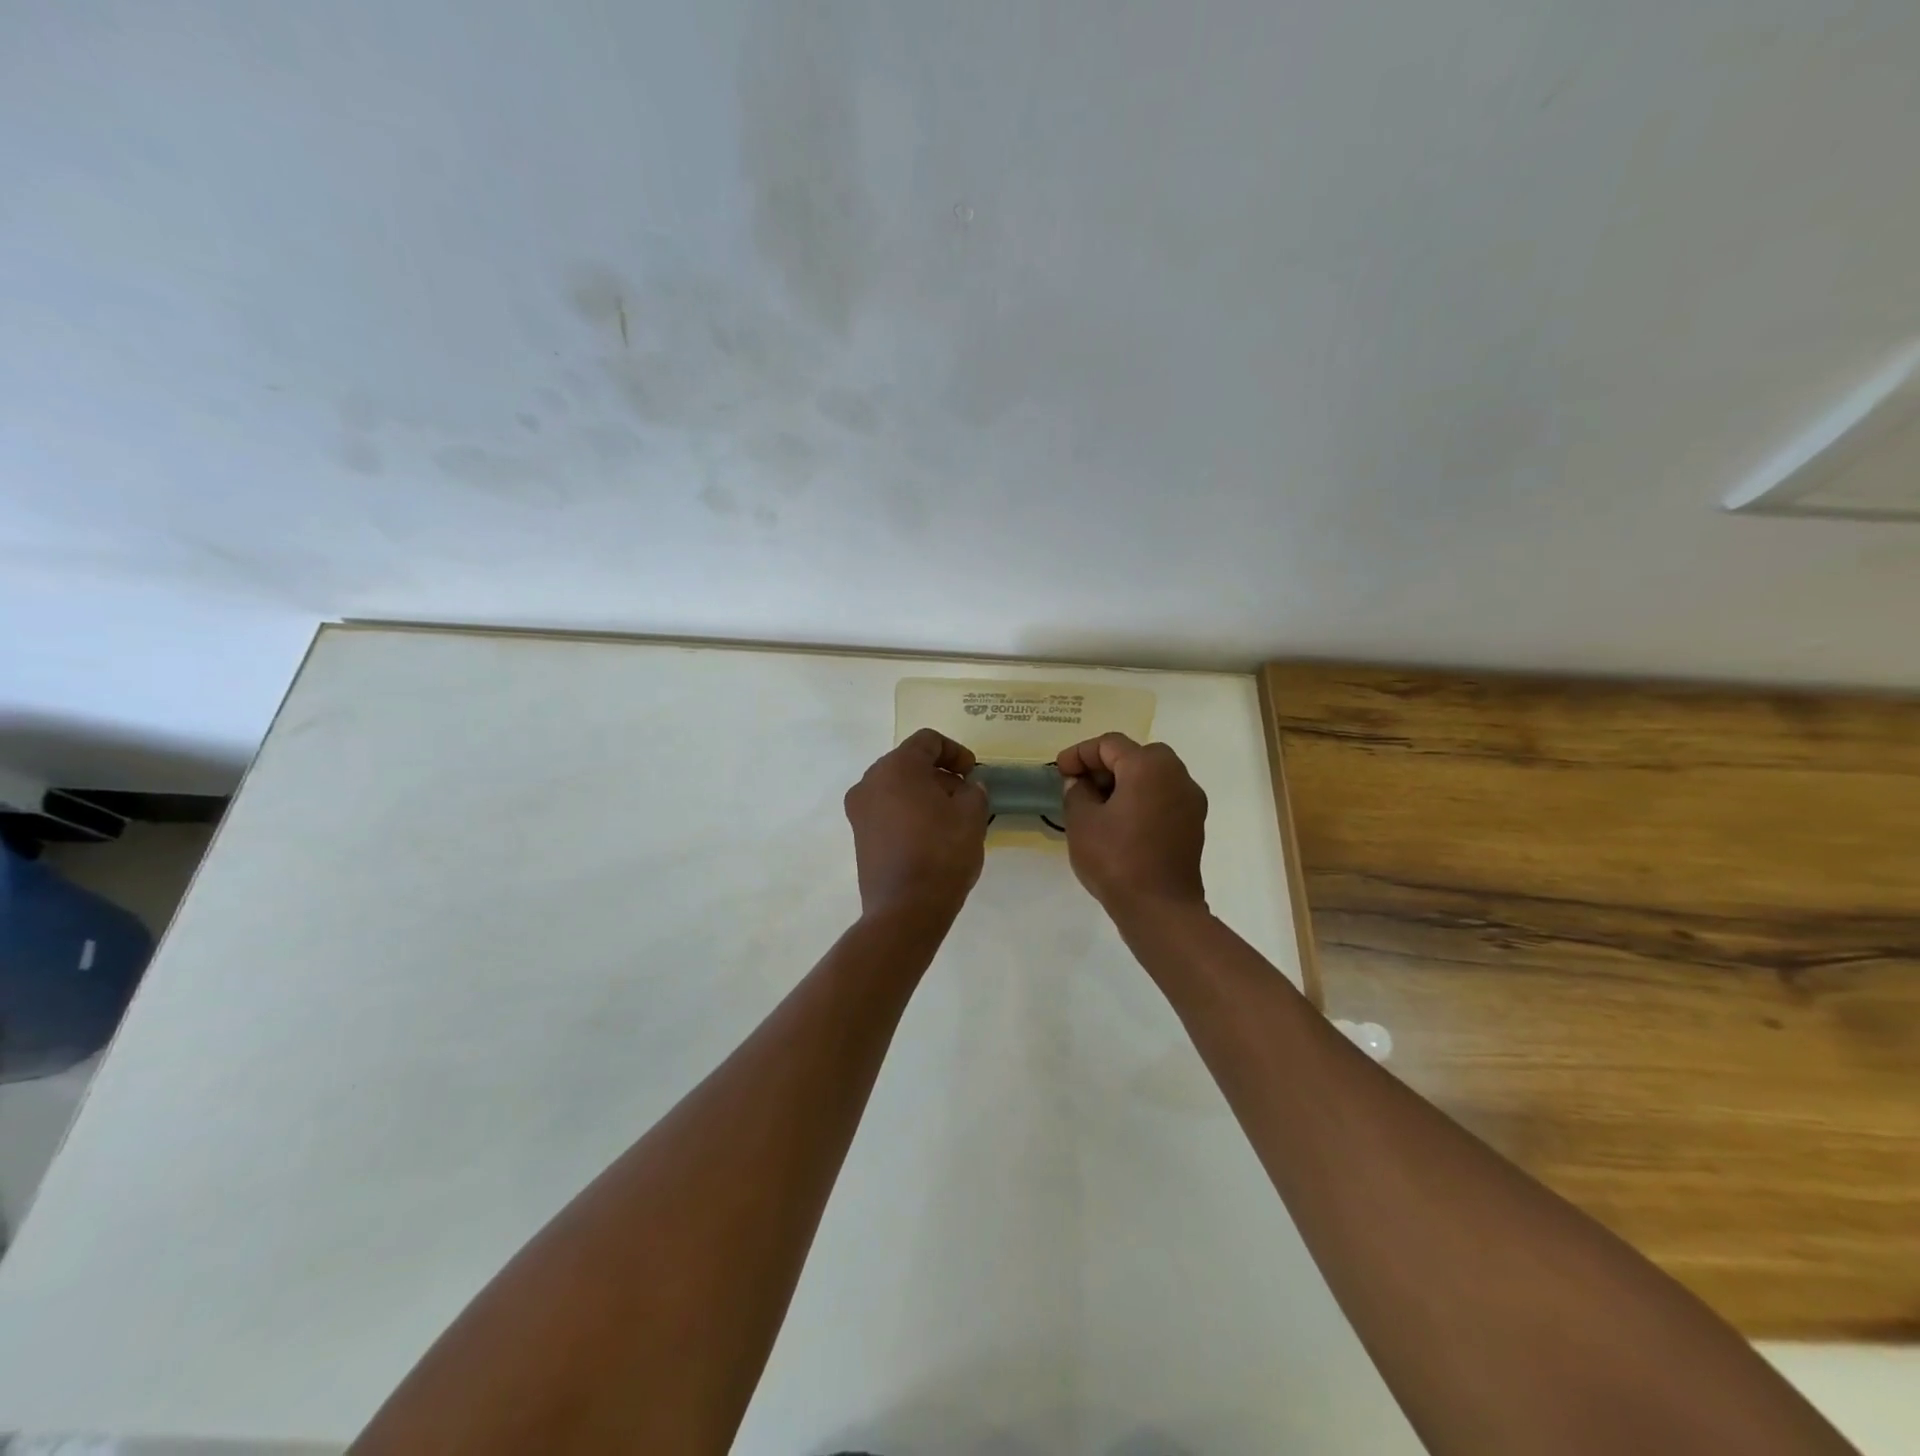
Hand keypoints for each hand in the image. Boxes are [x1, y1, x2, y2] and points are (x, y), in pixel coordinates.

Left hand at [844, 728, 989, 923]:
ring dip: (924, 793)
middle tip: (965, 795)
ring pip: (896, 787)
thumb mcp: (972, 816)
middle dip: (939, 774)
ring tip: (950, 817)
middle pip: (909, 762)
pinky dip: (908, 811)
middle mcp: (870, 781)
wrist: (904, 910)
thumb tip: (967, 788)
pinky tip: (931, 835)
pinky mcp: (859, 835)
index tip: (973, 773)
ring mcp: (860, 810)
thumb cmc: (941, 853)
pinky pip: (887, 809)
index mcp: (896, 767)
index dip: (955, 751)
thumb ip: (973, 791)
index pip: (927, 741)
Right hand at [1057, 733, 1207, 917]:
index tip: (1059, 770)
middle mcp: (1176, 774)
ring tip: (1096, 804)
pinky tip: (1120, 821)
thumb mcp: (1082, 822)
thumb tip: (1080, 782)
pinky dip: (1141, 798)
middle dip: (1104, 765)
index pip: (1109, 744)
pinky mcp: (1193, 823)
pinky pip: (1163, 796)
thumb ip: (1076, 791)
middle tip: (1078, 784)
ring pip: (1152, 775)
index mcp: (1148, 766)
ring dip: (1123, 781)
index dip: (1080, 753)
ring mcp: (1190, 799)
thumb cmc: (1116, 859)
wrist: (1161, 909)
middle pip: (1135, 755)